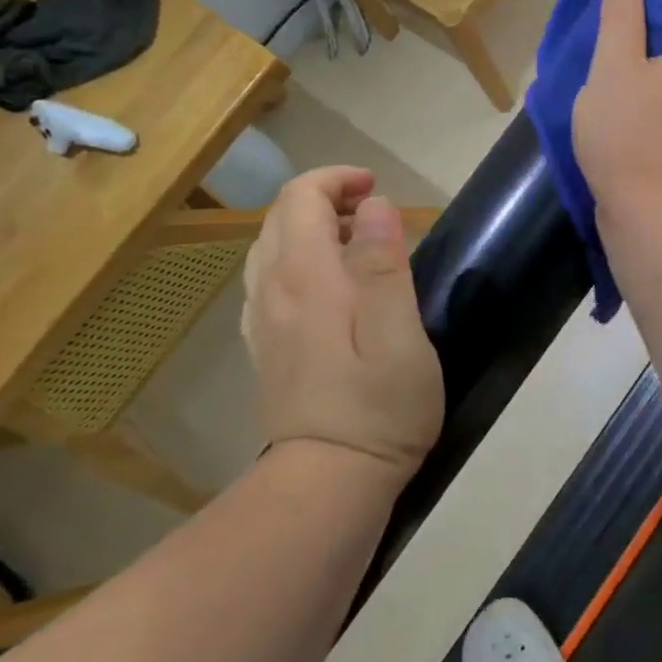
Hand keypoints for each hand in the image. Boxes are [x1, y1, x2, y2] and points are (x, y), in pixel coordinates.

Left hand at [241, 167, 443, 479]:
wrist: (327, 481)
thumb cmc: (378, 407)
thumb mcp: (399, 333)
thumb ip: (384, 264)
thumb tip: (375, 205)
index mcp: (306, 277)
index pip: (300, 198)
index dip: (336, 179)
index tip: (376, 188)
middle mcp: (273, 289)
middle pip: (280, 216)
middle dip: (324, 197)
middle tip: (373, 211)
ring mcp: (262, 320)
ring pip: (269, 247)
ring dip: (308, 227)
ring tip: (355, 242)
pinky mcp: (265, 346)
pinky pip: (267, 280)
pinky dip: (295, 259)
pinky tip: (327, 285)